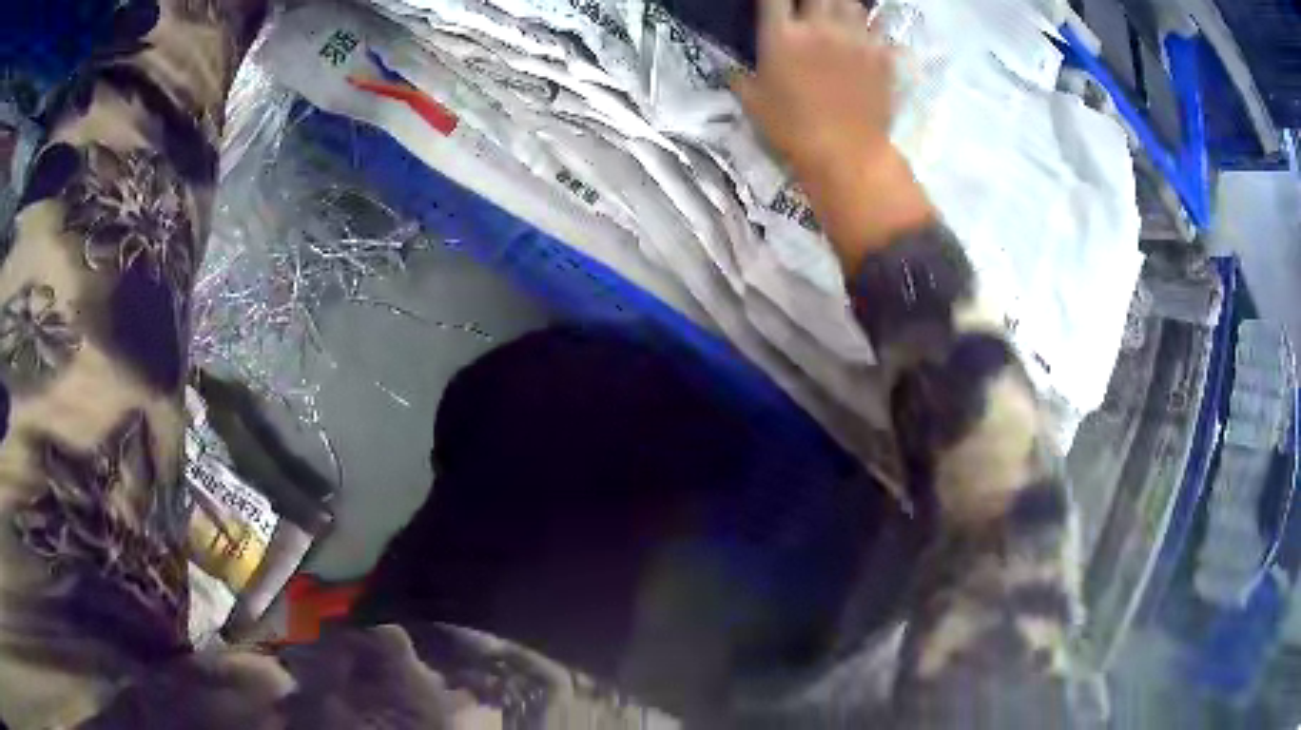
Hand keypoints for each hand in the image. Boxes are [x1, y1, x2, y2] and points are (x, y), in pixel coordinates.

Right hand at [732, 0, 892, 178]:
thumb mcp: (754, 104)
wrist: (847, 154)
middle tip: (808, 9)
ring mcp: (855, 39)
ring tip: (836, 16)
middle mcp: (819, 26)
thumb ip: (740, 79)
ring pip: (850, 2)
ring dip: (840, 5)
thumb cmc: (793, 130)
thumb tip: (731, 72)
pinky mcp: (882, 55)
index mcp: (782, 35)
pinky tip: (864, 37)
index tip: (776, 4)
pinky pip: (878, 28)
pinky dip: (869, 28)